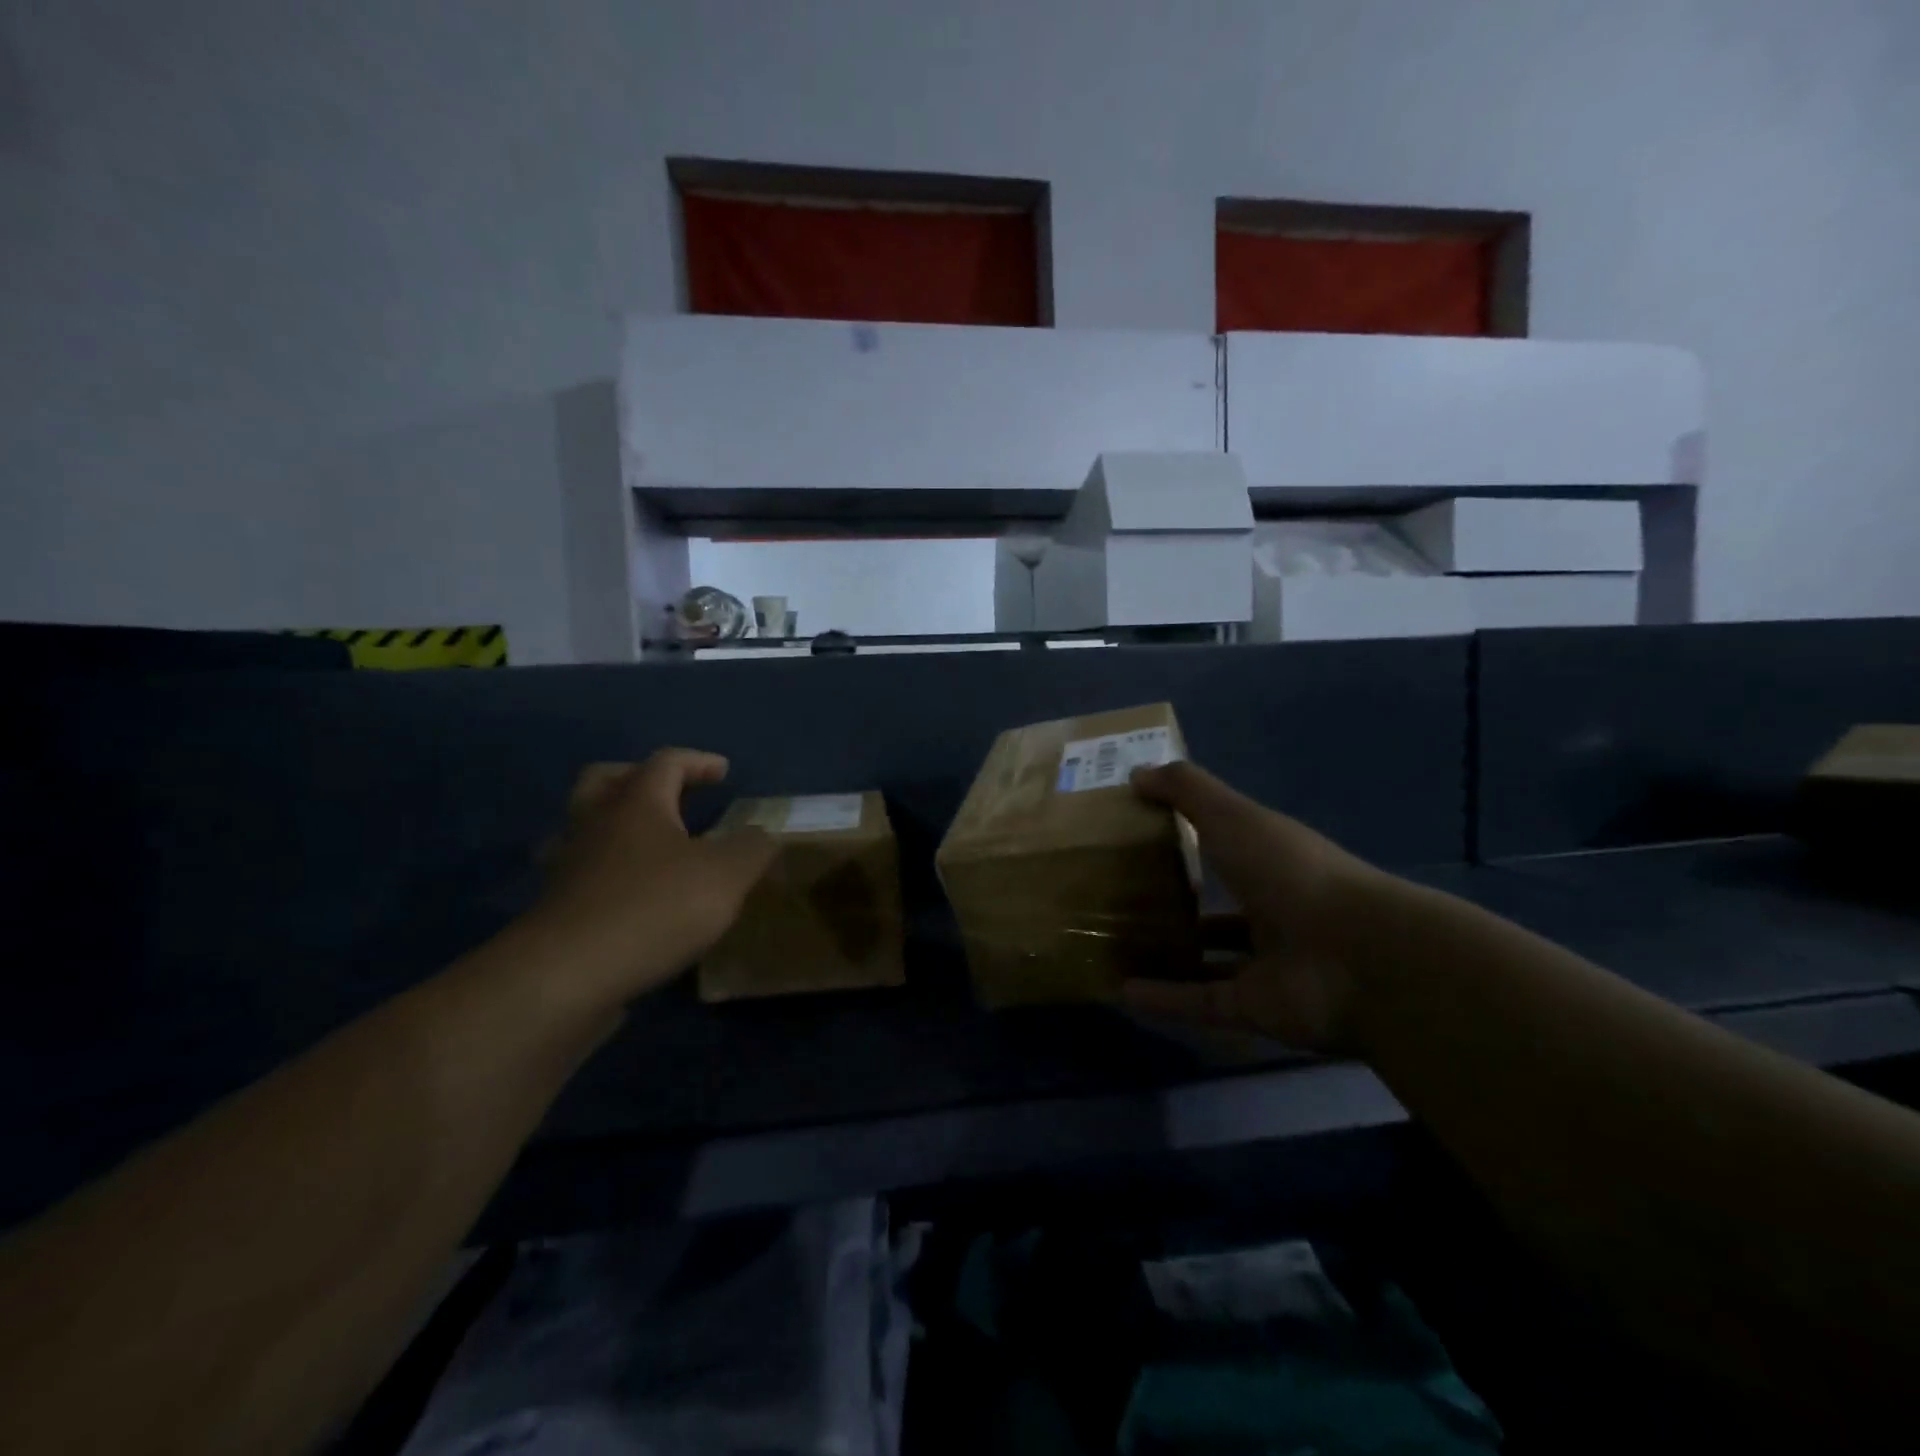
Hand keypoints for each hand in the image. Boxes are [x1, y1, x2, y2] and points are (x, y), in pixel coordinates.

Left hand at [515, 749, 776, 1009]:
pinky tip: (625, 893)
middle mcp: (594, 823)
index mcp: (636, 803)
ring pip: (582, 826)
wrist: (568, 975)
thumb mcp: (727, 874)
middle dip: (638, 777)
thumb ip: (752, 848)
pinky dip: (602, 872)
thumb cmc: (655, 907)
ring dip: (612, 823)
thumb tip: (761, 834)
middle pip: (605, 779)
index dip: (698, 761)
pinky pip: (578, 873)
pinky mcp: (554, 908)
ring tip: (644, 842)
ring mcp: (567, 865)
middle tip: (669, 791)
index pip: (666, 762)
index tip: (724, 771)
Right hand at [1123, 761, 1385, 1052]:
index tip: (1142, 837)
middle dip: (1180, 907)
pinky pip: (1201, 1003)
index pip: (1230, 849)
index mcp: (1274, 863)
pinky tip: (1121, 991)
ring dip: (1169, 957)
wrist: (1356, 958)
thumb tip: (1136, 772)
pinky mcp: (1255, 1009)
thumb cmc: (1292, 873)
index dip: (1192, 841)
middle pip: (1220, 910)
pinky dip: (1163, 1000)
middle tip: (1121, 901)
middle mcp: (1274, 913)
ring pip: (1210, 961)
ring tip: (1115, 948)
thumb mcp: (1234, 817)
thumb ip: (1187, 791)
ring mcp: (1266, 965)